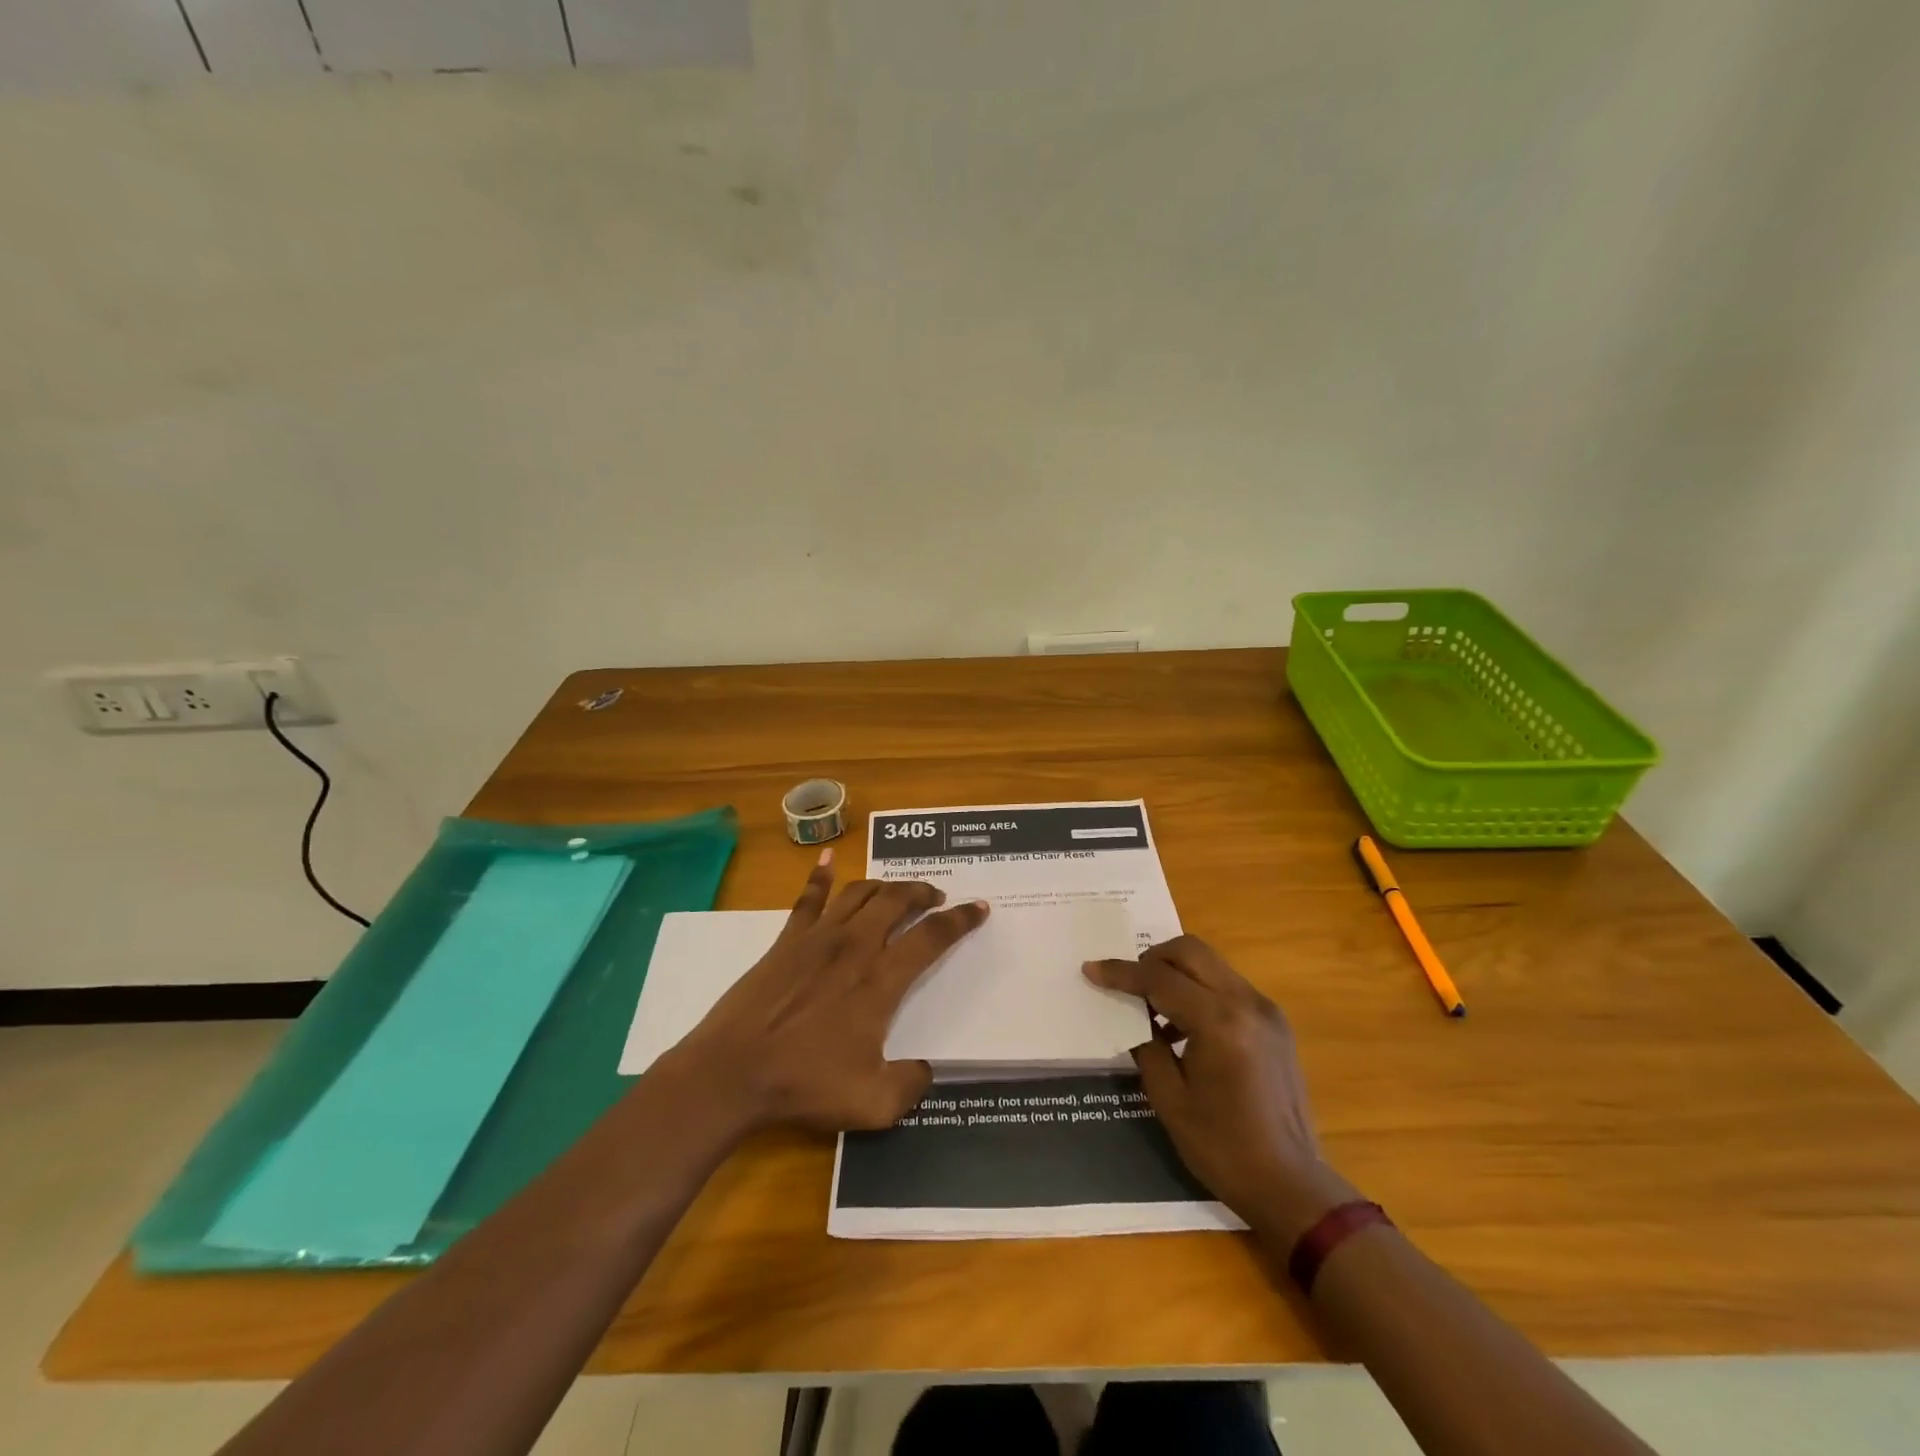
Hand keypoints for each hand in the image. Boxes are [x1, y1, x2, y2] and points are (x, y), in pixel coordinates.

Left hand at [666, 851, 989, 1133]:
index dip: (960, 920)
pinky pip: (809, 899)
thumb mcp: (873, 1103)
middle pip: (897, 900)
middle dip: (923, 892)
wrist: (733, 1072)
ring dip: (885, 885)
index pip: (932, 937)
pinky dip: (821, 876)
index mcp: (881, 980)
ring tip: (898, 890)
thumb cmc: (804, 1084)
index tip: (978, 908)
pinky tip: (829, 860)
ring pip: (860, 893)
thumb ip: (910, 1085)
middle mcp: (855, 947)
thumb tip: (926, 1069)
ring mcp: (818, 938)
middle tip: (936, 895)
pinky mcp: (787, 940)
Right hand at [1084, 935, 1355, 1235]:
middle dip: (1152, 958)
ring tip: (1153, 1007)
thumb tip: (1134, 1017)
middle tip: (1128, 983)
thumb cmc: (1223, 1148)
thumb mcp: (1169, 1099)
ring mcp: (1266, 1010)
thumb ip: (1146, 1045)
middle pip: (1190, 951)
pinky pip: (1227, 985)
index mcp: (1219, 1023)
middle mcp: (1246, 1003)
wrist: (1291, 1185)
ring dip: (1177, 972)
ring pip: (1211, 963)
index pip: (1160, 979)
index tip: (1092, 969)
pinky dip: (1199, 989)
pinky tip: (1184, 1026)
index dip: (1121, 973)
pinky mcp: (1275, 1022)